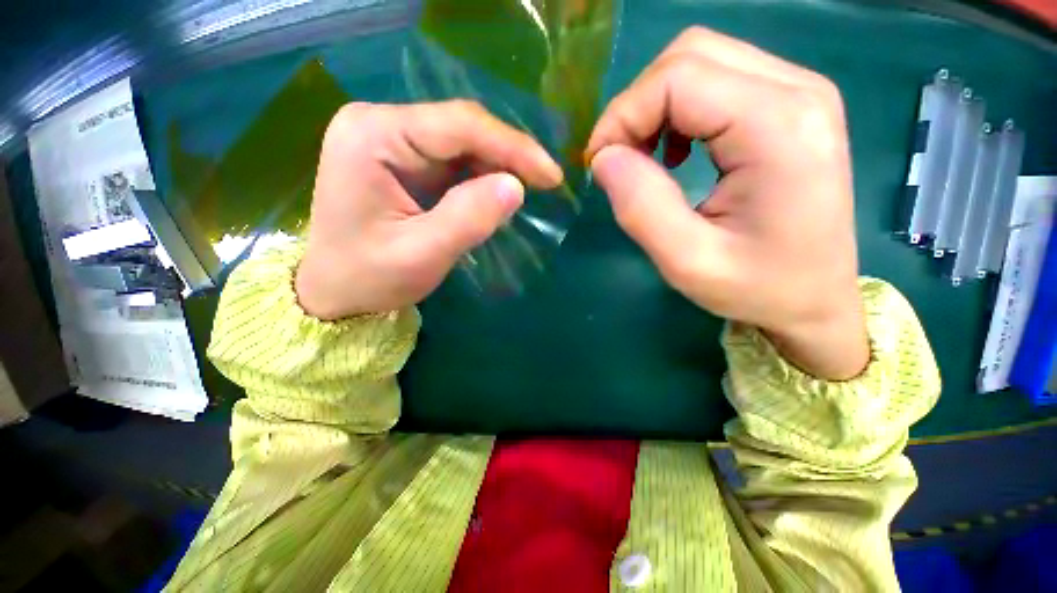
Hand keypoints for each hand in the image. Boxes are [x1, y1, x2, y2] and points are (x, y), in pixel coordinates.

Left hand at [296, 100, 562, 319]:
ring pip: (461, 143)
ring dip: (497, 166)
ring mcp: (390, 140)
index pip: (458, 125)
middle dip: (508, 156)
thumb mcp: (421, 255)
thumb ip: (468, 218)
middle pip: (461, 128)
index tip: (551, 175)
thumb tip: (516, 187)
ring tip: (527, 191)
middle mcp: (379, 124)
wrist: (333, 291)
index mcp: (373, 135)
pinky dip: (481, 177)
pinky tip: (496, 195)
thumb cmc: (368, 277)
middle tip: (546, 183)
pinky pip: (453, 160)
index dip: (512, 147)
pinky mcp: (401, 159)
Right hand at [586, 27, 868, 379]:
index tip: (599, 163)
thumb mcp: (687, 261)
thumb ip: (641, 207)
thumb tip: (603, 158)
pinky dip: (679, 108)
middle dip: (636, 105)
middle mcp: (797, 90)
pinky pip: (718, 78)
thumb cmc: (756, 287)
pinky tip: (676, 152)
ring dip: (655, 106)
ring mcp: (799, 90)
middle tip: (618, 160)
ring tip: (645, 158)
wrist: (815, 297)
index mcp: (779, 128)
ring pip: (701, 60)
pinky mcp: (791, 103)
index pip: (678, 78)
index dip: (623, 114)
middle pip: (689, 55)